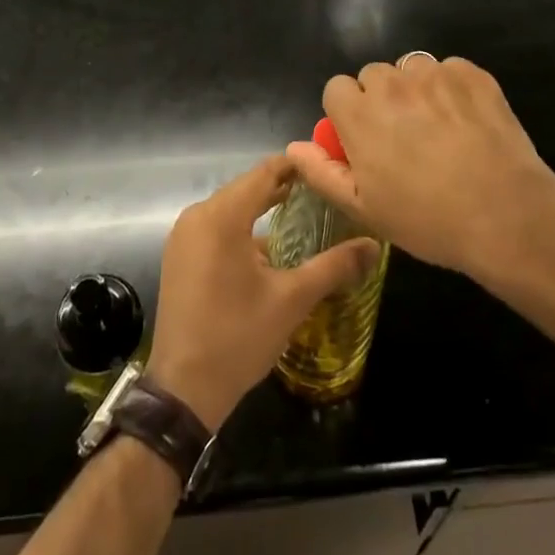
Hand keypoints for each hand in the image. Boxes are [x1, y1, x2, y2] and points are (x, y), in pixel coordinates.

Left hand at [149, 155, 379, 431]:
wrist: (183, 388)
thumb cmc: (239, 337)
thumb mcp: (292, 300)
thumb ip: (333, 266)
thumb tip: (374, 246)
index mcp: (221, 216)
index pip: (264, 173)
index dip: (296, 166)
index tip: (327, 166)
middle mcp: (197, 216)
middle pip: (246, 188)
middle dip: (283, 188)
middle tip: (323, 192)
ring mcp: (183, 236)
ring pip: (230, 208)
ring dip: (262, 209)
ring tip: (303, 215)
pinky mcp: (179, 256)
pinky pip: (215, 227)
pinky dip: (242, 228)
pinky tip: (268, 248)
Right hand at [287, 55, 554, 278]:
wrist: (506, 214)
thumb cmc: (427, 219)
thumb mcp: (363, 208)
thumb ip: (321, 172)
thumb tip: (294, 146)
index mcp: (359, 113)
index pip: (336, 88)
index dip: (347, 114)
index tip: (364, 140)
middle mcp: (392, 83)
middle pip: (373, 75)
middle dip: (380, 100)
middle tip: (403, 138)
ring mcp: (435, 74)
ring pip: (411, 70)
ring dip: (416, 91)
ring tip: (438, 129)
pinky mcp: (472, 74)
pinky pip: (450, 70)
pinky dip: (452, 89)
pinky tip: (467, 122)